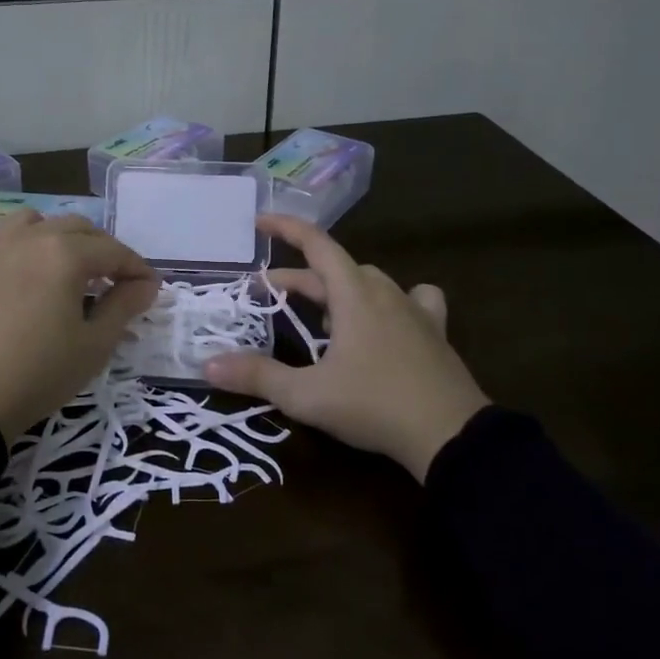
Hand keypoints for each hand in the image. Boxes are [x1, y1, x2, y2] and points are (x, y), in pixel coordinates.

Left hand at [0, 210, 158, 440]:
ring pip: (33, 222)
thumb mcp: (93, 346)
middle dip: (102, 250)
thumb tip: (146, 285)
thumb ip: (124, 307)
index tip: (150, 288)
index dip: (137, 268)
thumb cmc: (38, 374)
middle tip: (113, 281)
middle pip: (77, 228)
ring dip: (56, 236)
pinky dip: (13, 246)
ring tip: (63, 267)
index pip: (114, 251)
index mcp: (65, 254)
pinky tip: (16, 271)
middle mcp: (29, 238)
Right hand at [203, 215, 488, 482]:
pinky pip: (413, 301)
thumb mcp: (306, 395)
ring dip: (340, 288)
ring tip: (323, 313)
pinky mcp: (435, 333)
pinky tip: (390, 319)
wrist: (451, 436)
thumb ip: (257, 376)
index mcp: (354, 294)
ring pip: (371, 282)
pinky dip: (393, 301)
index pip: (316, 244)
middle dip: (301, 278)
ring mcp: (415, 311)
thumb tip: (207, 364)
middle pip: (337, 269)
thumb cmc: (374, 405)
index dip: (285, 228)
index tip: (259, 222)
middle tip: (270, 296)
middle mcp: (385, 292)